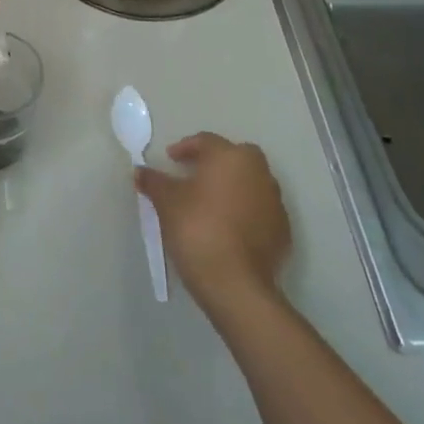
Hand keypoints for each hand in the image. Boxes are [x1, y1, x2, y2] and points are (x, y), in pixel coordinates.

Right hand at [136, 133, 290, 311]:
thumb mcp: (166, 202)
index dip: (185, 148)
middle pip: (236, 157)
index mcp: (231, 157)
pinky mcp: (283, 231)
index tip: (171, 159)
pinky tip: (227, 228)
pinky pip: (259, 210)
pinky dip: (245, 212)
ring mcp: (275, 202)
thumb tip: (140, 171)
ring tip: (210, 204)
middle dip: (216, 162)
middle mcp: (259, 172)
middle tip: (194, 176)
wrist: (235, 282)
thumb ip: (153, 181)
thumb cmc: (197, 228)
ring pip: (251, 183)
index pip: (206, 141)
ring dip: (232, 187)